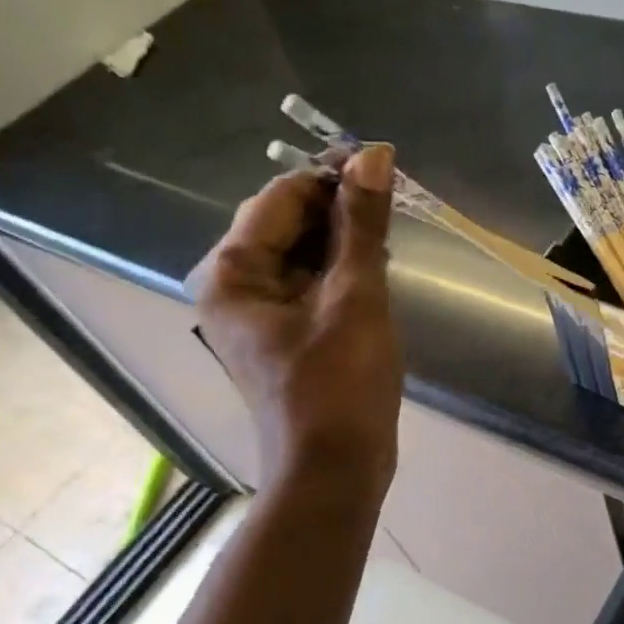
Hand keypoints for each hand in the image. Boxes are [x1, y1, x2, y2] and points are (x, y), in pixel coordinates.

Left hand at [196, 146, 401, 497]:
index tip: (384, 168)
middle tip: (391, 207)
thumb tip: (374, 154)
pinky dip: (339, 272)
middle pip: (285, 223)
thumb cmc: (340, 384)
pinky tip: (375, 271)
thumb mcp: (356, 296)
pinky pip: (309, 284)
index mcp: (232, 272)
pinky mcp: (284, 334)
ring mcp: (257, 313)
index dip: (332, 176)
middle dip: (338, 210)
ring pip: (300, 253)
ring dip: (343, 240)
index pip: (281, 197)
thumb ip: (362, 223)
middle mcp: (233, 287)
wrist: (335, 469)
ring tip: (388, 239)